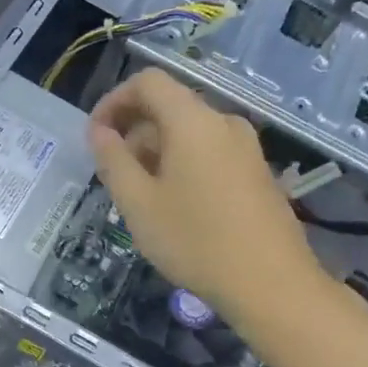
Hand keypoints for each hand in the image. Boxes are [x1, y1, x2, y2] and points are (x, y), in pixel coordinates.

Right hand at [88, 69, 321, 319]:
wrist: (272, 284)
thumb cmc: (195, 241)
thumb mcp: (138, 203)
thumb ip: (113, 160)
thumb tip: (99, 131)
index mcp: (193, 121)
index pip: (147, 82)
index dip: (113, 101)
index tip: (95, 137)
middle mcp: (224, 122)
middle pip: (169, 107)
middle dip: (134, 132)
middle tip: (114, 176)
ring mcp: (247, 147)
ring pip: (190, 133)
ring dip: (157, 152)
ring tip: (142, 197)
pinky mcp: (258, 172)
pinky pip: (210, 152)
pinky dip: (183, 165)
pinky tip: (176, 207)